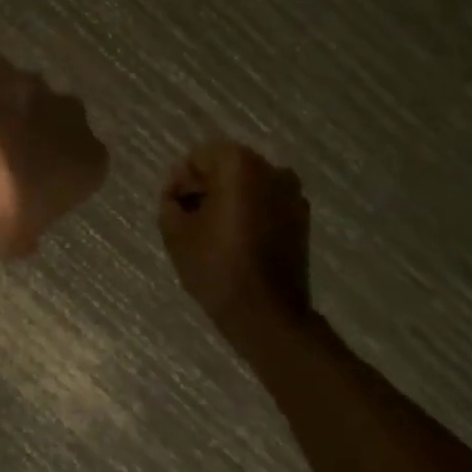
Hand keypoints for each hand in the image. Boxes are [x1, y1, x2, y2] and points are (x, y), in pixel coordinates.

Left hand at [0, 51, 108, 259]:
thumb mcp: (11, 243)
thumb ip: (25, 235)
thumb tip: (26, 239)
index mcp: (89, 161)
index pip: (89, 166)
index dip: (64, 176)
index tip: (39, 189)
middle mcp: (70, 116)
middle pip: (63, 121)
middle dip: (42, 134)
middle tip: (8, 158)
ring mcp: (30, 82)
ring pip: (26, 93)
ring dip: (8, 108)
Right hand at [158, 140, 313, 330]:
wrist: (266, 313)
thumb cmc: (216, 266)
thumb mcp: (176, 232)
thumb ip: (170, 202)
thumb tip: (177, 195)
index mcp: (239, 165)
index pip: (198, 159)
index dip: (179, 182)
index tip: (171, 208)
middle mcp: (271, 169)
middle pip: (226, 168)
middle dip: (204, 188)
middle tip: (185, 218)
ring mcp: (292, 194)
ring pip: (248, 186)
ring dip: (226, 200)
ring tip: (208, 231)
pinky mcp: (301, 219)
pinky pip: (266, 204)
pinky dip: (248, 213)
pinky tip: (233, 240)